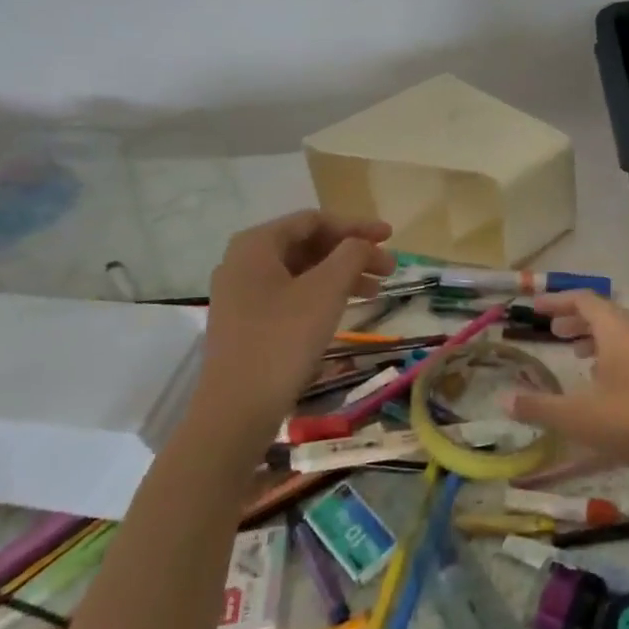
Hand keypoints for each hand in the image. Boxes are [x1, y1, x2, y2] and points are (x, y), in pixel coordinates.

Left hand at [193, 211, 394, 456]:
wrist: (237, 408)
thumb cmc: (283, 339)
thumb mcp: (326, 290)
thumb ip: (351, 255)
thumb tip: (363, 242)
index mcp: (256, 244)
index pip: (314, 220)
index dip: (356, 226)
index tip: (390, 237)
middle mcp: (243, 262)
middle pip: (308, 245)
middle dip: (351, 253)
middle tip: (389, 268)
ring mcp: (242, 294)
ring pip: (301, 272)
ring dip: (341, 275)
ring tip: (376, 292)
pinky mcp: (246, 322)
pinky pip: (291, 295)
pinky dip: (322, 295)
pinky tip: (345, 309)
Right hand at [508, 291, 628, 493]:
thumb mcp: (579, 417)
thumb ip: (539, 407)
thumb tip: (503, 399)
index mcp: (616, 330)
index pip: (583, 300)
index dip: (557, 301)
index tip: (535, 308)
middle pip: (602, 314)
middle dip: (574, 318)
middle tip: (551, 330)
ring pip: (619, 333)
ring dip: (593, 337)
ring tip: (572, 352)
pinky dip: (610, 355)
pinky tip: (601, 383)